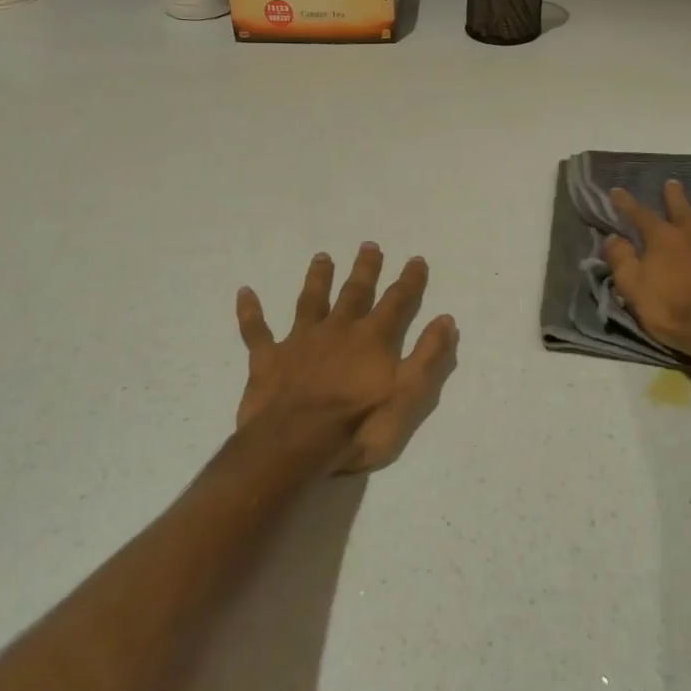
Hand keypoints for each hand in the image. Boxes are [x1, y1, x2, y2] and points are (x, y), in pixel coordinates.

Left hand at [234, 244, 458, 472]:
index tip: (415, 259)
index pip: (397, 302)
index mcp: (372, 339)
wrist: (295, 444)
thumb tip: (446, 319)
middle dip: (364, 269)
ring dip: (317, 279)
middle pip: (354, 292)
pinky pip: (256, 331)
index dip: (409, 281)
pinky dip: (250, 312)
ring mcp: (300, 342)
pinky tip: (245, 292)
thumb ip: (428, 356)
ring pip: (310, 302)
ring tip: (322, 256)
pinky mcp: (268, 359)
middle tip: (369, 246)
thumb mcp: (408, 395)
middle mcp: (337, 330)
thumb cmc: (358, 424)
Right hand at [604, 180, 690, 358]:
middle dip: (675, 197)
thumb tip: (613, 237)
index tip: (617, 190)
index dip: (627, 203)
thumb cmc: (671, 311)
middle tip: (673, 183)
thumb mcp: (633, 288)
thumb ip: (622, 260)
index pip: (641, 216)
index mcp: (665, 241)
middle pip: (684, 212)